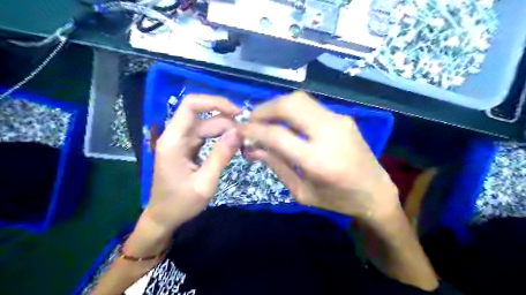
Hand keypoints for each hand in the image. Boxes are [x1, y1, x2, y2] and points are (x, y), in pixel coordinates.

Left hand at [141, 96, 240, 233]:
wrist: (164, 217)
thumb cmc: (181, 203)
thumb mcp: (205, 183)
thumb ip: (221, 156)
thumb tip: (238, 132)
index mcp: (174, 140)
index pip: (191, 105)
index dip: (215, 102)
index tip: (237, 113)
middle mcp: (176, 135)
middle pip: (203, 115)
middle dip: (227, 120)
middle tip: (247, 133)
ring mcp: (181, 141)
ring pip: (207, 124)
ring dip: (226, 129)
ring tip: (243, 140)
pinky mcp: (187, 148)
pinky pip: (206, 135)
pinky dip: (221, 137)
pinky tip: (233, 144)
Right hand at [241, 91, 398, 221]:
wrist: (375, 192)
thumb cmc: (337, 200)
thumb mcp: (302, 192)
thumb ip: (276, 166)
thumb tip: (252, 148)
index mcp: (318, 160)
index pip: (277, 134)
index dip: (253, 130)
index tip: (239, 130)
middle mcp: (329, 133)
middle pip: (290, 105)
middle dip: (265, 109)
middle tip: (252, 121)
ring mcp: (339, 121)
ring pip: (300, 99)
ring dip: (277, 106)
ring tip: (265, 121)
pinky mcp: (343, 117)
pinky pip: (311, 106)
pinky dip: (292, 110)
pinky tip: (286, 123)